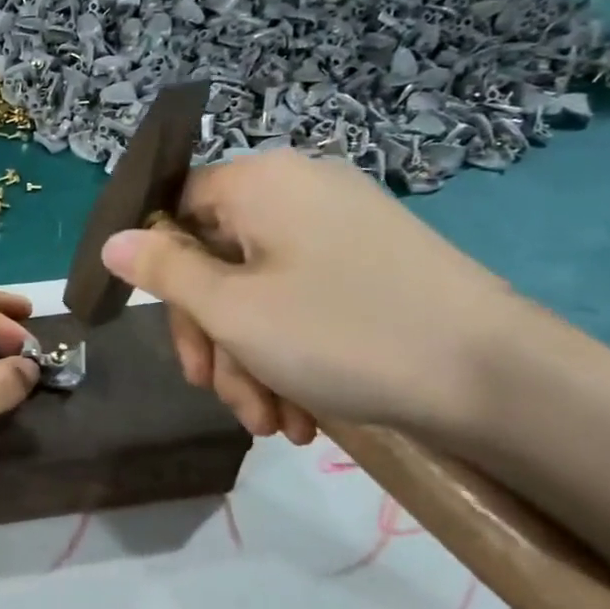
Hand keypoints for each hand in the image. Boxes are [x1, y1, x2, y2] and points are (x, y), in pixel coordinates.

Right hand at [101, 150, 514, 439]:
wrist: (497, 379)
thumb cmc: (341, 333)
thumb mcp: (232, 309)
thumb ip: (162, 272)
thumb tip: (112, 241)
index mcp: (261, 183)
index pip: (177, 206)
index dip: (160, 269)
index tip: (169, 331)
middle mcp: (299, 192)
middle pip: (218, 259)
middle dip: (215, 339)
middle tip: (222, 398)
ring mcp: (340, 228)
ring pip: (260, 291)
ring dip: (252, 362)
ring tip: (272, 425)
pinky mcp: (371, 266)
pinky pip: (303, 301)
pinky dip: (292, 355)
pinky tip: (302, 414)